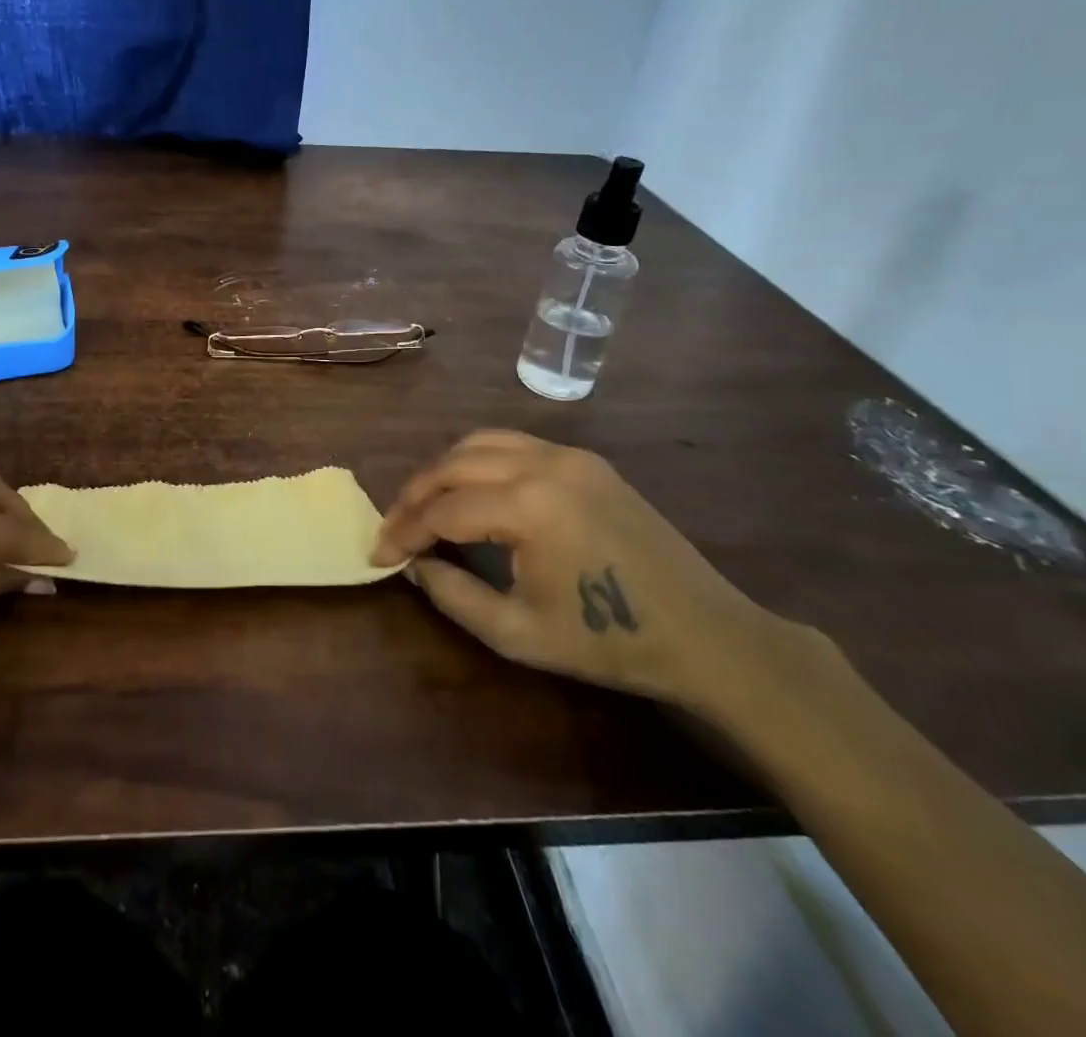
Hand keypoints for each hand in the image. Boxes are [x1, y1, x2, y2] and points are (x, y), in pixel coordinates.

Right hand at [374, 430, 804, 711]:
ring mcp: (569, 455)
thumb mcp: (517, 633)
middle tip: (393, 529)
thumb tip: (415, 564)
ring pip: (480, 443)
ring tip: (424, 505)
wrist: (708, 635)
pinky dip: (479, 460)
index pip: (442, 510)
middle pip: (453, 465)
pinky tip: (472, 489)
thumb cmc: (609, 642)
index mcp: (529, 506)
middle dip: (413, 496)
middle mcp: (543, 464)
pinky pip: (515, 444)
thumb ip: (453, 594)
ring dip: (443, 470)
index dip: (403, 532)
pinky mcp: (587, 460)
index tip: (377, 556)